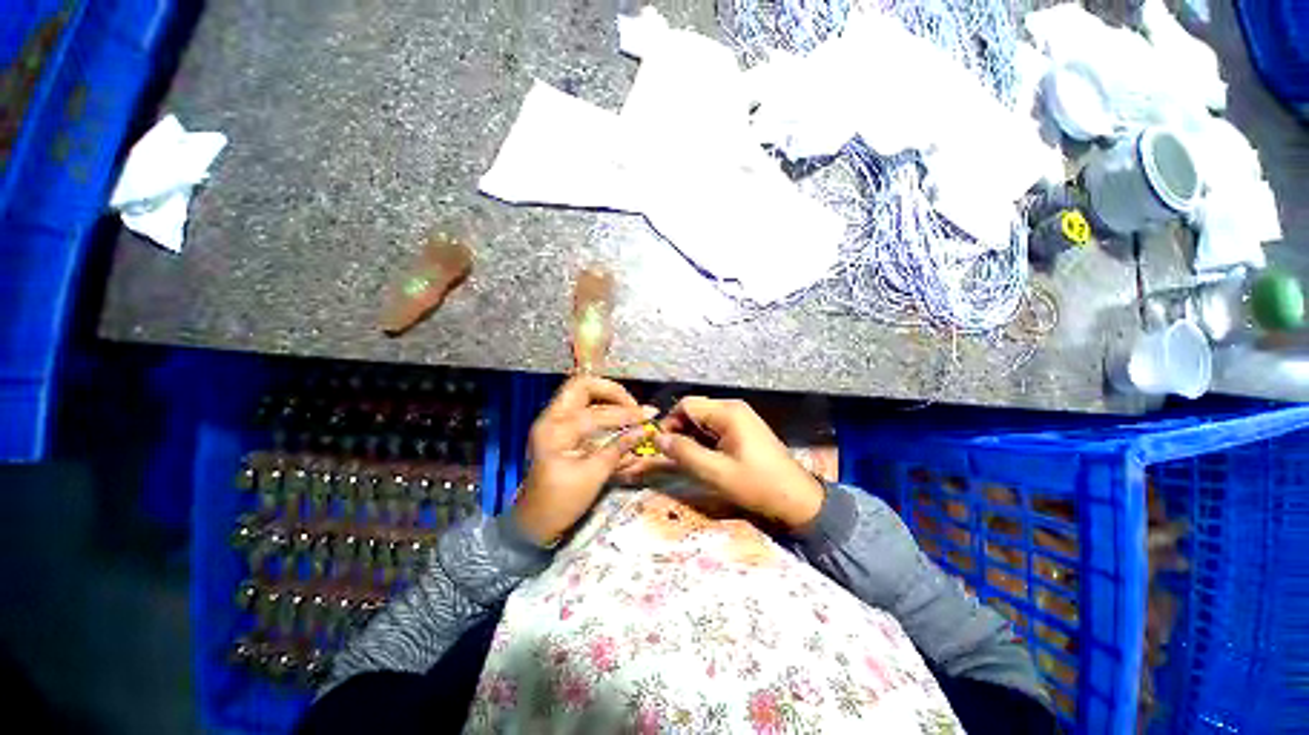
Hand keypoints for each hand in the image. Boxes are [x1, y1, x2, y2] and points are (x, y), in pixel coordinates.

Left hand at [514, 376, 653, 543]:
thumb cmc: (560, 503)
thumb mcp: (593, 476)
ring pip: (581, 391)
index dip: (626, 415)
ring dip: (607, 396)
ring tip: (629, 409)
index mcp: (555, 431)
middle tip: (633, 406)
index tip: (649, 416)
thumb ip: (619, 448)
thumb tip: (645, 430)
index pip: (596, 413)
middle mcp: (550, 418)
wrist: (532, 523)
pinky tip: (617, 417)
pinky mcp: (558, 427)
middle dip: (612, 391)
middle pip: (582, 385)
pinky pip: (581, 405)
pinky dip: (601, 406)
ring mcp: (552, 420)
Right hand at [652, 397, 824, 529]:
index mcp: (728, 412)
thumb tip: (657, 439)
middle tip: (675, 455)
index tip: (663, 446)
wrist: (797, 498)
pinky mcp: (744, 428)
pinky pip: (716, 426)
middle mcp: (733, 407)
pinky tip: (707, 458)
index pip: (686, 405)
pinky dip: (705, 439)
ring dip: (692, 436)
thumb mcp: (715, 472)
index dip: (670, 422)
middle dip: (680, 429)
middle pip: (695, 410)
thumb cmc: (756, 484)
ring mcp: (741, 417)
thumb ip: (684, 453)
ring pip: (704, 419)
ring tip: (690, 459)